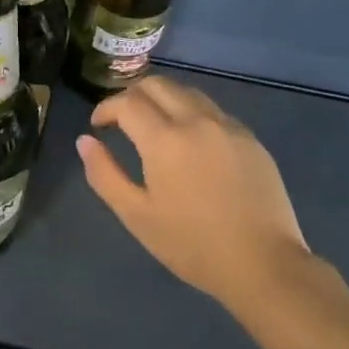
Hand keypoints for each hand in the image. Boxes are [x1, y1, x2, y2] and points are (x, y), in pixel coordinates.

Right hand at [77, 77, 311, 315]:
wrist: (264, 264)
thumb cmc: (192, 245)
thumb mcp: (136, 215)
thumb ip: (104, 174)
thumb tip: (85, 141)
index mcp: (165, 139)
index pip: (127, 102)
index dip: (106, 108)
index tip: (98, 126)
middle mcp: (197, 120)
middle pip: (157, 84)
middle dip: (132, 95)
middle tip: (121, 121)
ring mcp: (228, 126)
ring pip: (188, 92)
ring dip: (163, 99)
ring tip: (153, 127)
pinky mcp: (250, 139)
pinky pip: (213, 111)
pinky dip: (191, 113)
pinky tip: (190, 143)